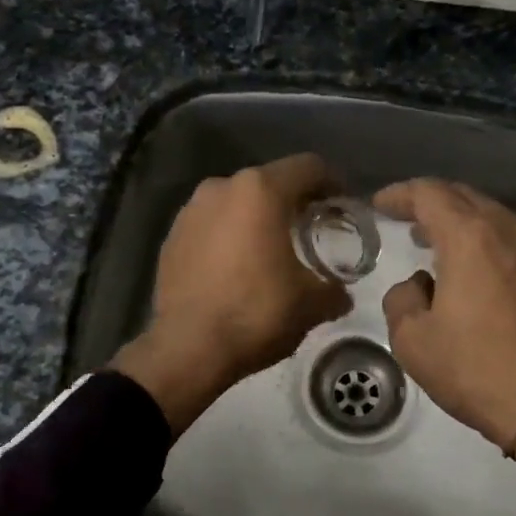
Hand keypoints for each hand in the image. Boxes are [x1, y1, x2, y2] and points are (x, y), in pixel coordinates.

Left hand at [112, 154, 348, 435]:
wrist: (187, 347)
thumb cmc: (256, 313)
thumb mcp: (311, 304)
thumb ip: (333, 289)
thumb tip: (340, 294)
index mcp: (261, 191)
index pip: (308, 167)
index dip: (333, 182)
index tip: (343, 205)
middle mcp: (222, 187)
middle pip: (270, 182)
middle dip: (293, 201)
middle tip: (312, 229)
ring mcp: (191, 210)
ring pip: (237, 202)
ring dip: (257, 218)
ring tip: (272, 250)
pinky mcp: (172, 236)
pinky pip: (211, 225)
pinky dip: (229, 235)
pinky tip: (237, 267)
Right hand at [375, 179, 515, 515]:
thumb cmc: (478, 371)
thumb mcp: (413, 341)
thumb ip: (401, 299)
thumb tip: (419, 284)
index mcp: (470, 236)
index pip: (429, 193)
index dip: (399, 194)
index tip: (379, 204)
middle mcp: (511, 228)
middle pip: (464, 196)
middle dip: (431, 202)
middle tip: (406, 220)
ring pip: (494, 215)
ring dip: (462, 222)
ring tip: (438, 244)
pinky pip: (515, 238)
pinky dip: (488, 240)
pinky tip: (477, 268)